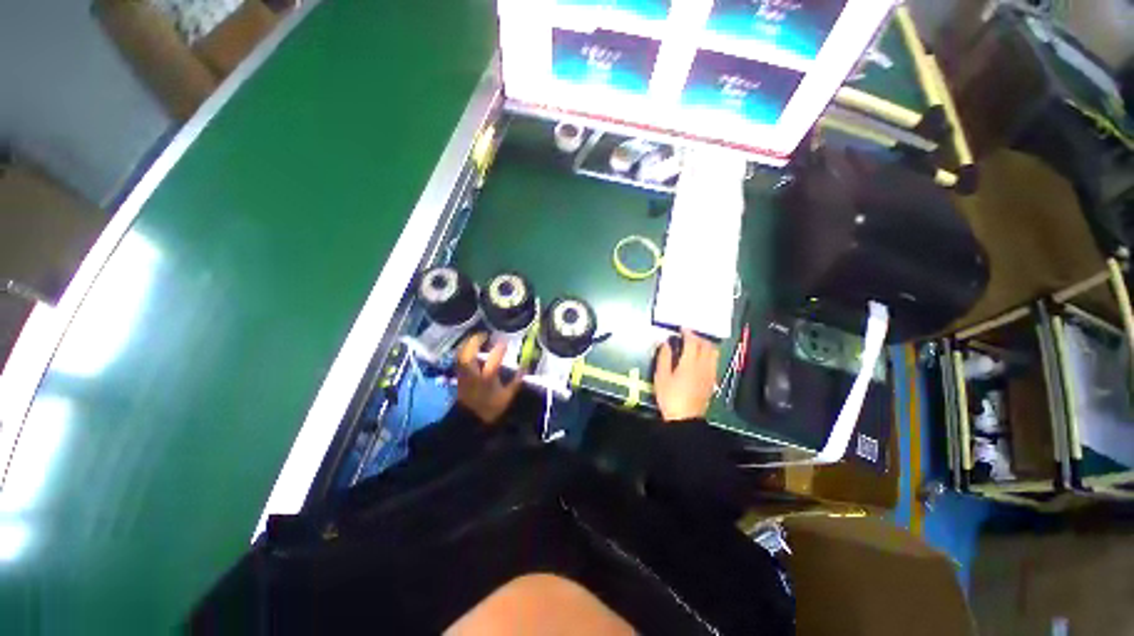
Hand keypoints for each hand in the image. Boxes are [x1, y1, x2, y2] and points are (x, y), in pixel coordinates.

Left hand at [455, 333, 523, 423]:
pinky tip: (469, 347)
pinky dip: (463, 350)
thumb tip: (525, 367)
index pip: (493, 359)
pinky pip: (458, 358)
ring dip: (468, 344)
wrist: (469, 420)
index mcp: (487, 377)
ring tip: (477, 338)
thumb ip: (516, 381)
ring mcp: (463, 373)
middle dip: (476, 341)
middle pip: (469, 353)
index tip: (505, 341)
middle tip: (485, 334)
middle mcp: (473, 373)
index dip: (500, 348)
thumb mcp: (507, 397)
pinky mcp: (458, 375)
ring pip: (461, 354)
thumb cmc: (489, 408)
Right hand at [653, 328, 718, 421]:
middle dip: (698, 337)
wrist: (685, 419)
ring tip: (696, 345)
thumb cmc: (670, 397)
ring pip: (714, 353)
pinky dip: (709, 354)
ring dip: (706, 345)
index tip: (682, 328)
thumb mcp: (661, 376)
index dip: (688, 332)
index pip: (692, 342)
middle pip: (707, 345)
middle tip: (688, 335)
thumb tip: (664, 343)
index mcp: (690, 363)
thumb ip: (663, 357)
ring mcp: (710, 374)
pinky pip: (714, 362)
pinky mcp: (712, 381)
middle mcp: (704, 366)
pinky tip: (701, 358)